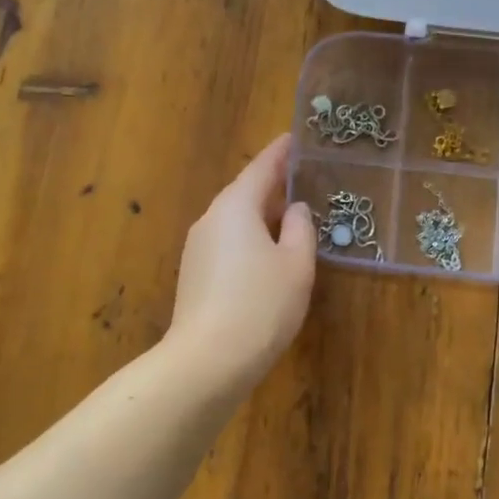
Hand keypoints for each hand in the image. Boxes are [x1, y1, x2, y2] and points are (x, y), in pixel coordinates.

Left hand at [166, 134, 316, 393]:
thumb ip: (301, 230)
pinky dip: (250, 241)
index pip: (261, 167)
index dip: (281, 152)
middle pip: (244, 193)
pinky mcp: (194, 276)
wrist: (208, 361)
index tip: (295, 138)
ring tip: (292, 219)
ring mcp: (197, 249)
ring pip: (235, 221)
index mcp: (236, 207)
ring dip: (262, 217)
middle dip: (273, 186)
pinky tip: (269, 257)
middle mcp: (211, 220)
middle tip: (304, 181)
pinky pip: (227, 244)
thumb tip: (296, 209)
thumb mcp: (296, 265)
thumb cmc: (261, 305)